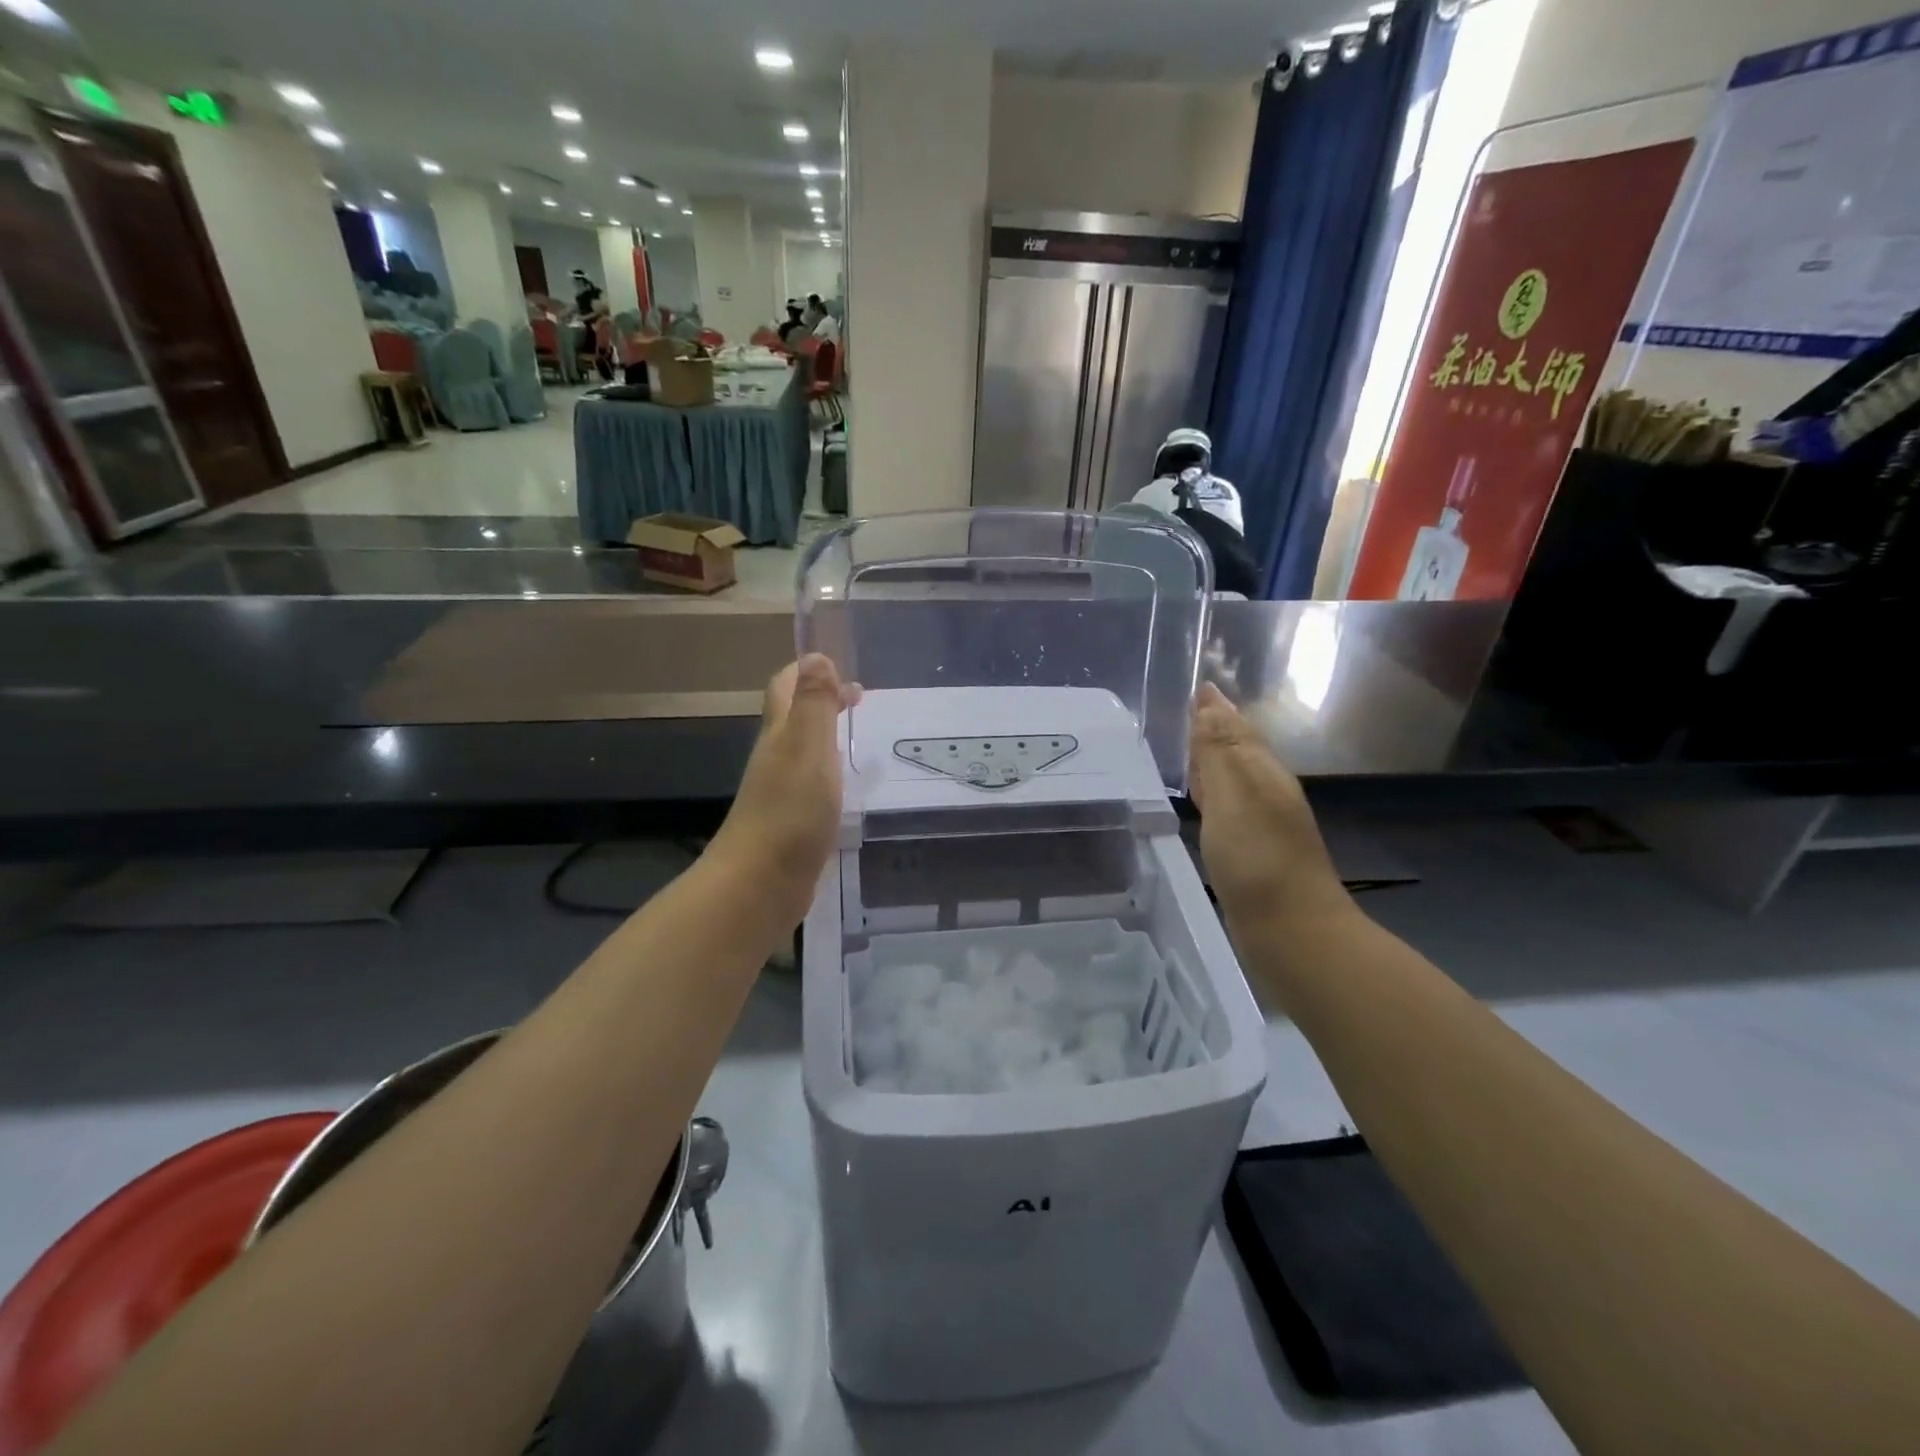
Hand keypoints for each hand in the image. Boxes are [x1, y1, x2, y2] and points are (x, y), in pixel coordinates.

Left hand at [708, 655, 859, 922]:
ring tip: (860, 738)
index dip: (809, 671)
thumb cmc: (790, 811)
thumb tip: (815, 655)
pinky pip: (812, 785)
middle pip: (794, 717)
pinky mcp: (791, 823)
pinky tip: (849, 789)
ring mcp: (780, 792)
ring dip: (828, 736)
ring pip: (803, 751)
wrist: (761, 883)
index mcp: (780, 734)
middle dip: (823, 701)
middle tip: (859, 700)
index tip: (842, 670)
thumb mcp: (808, 748)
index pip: (786, 687)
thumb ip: (814, 703)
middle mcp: (776, 757)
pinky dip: (830, 774)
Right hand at [1189, 683, 1349, 928]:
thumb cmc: (1258, 859)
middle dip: (1214, 728)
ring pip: (1233, 779)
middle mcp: (1267, 791)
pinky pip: (1228, 808)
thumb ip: (1218, 751)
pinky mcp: (1253, 851)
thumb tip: (1210, 700)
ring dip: (1212, 760)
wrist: (1292, 932)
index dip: (1215, 709)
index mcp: (1264, 772)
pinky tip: (1202, 801)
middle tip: (1188, 709)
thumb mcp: (1233, 797)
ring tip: (1187, 747)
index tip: (1197, 686)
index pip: (1236, 728)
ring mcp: (1263, 823)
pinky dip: (1212, 794)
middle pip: (1238, 749)